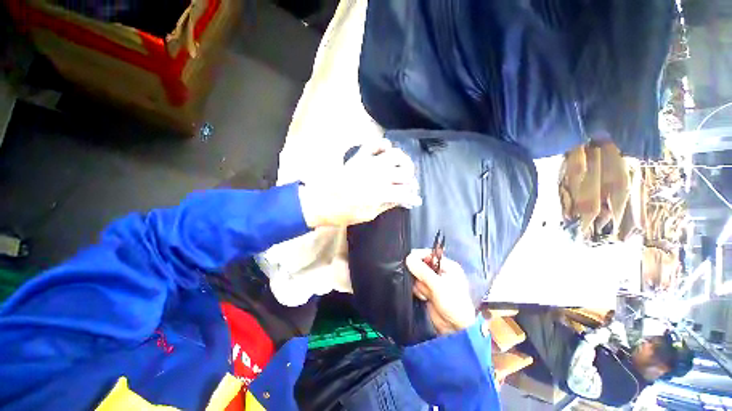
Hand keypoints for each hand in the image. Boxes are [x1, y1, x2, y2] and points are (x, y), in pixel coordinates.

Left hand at [298, 138, 421, 227]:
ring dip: (404, 161)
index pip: (405, 192)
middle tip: (409, 186)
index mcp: (380, 193)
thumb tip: (403, 200)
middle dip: (411, 181)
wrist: (322, 202)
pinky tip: (387, 151)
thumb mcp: (369, 214)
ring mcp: (369, 163)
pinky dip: (383, 145)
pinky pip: (374, 144)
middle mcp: (378, 175)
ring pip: (395, 155)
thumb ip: (387, 204)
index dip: (412, 198)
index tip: (415, 200)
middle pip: (405, 173)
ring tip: (403, 168)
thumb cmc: (345, 213)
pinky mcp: (359, 157)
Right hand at [407, 249, 475, 334]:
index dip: (418, 257)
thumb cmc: (452, 303)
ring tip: (427, 294)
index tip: (408, 261)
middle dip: (419, 274)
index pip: (428, 254)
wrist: (455, 329)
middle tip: (422, 283)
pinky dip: (419, 291)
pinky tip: (425, 298)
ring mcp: (433, 282)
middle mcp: (440, 271)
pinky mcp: (428, 291)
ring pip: (417, 276)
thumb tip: (408, 258)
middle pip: (421, 265)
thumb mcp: (438, 285)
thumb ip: (422, 271)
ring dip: (419, 285)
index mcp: (447, 265)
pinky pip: (417, 285)